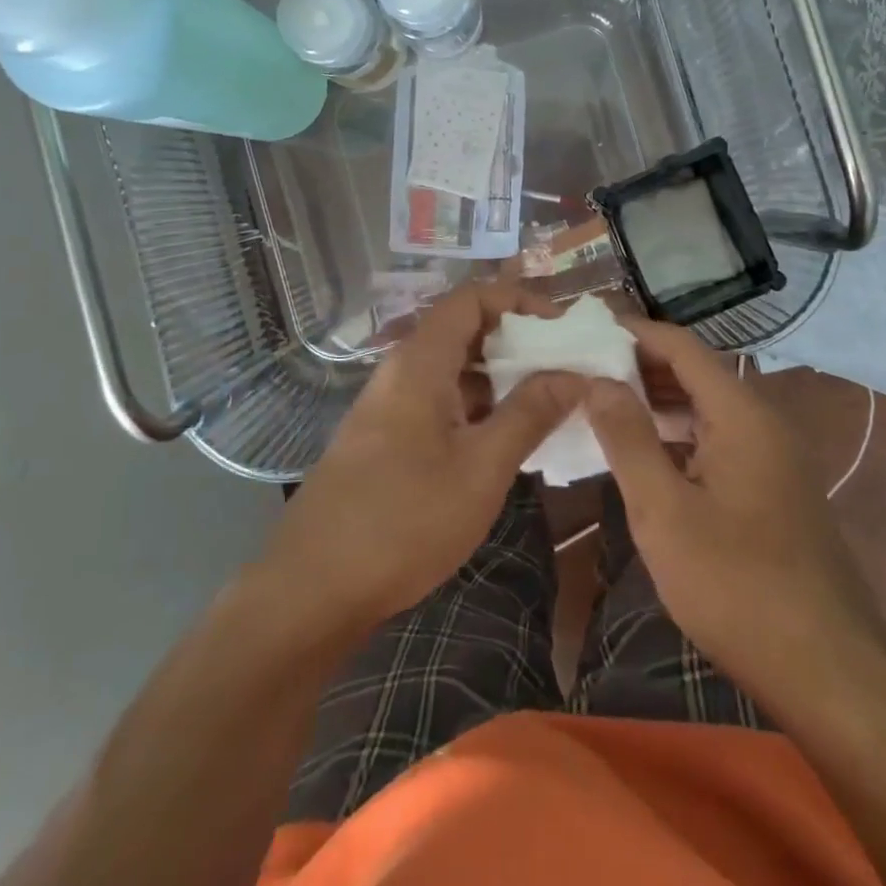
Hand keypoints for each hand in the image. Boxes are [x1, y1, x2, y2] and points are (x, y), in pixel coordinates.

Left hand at [259, 282, 582, 631]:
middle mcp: (401, 370)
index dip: (519, 301)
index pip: (472, 298)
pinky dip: (476, 406)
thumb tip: (574, 373)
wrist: (312, 588)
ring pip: (452, 369)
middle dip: (516, 340)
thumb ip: (530, 414)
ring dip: (499, 377)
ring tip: (546, 404)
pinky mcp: (385, 437)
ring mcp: (389, 405)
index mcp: (421, 361)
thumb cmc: (403, 520)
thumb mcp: (481, 468)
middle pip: (463, 329)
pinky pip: (439, 400)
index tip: (562, 329)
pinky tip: (504, 439)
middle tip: (564, 368)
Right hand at [583, 319, 885, 707]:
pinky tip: (645, 453)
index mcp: (741, 414)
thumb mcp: (664, 512)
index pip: (681, 346)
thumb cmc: (737, 586)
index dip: (633, 332)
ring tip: (603, 403)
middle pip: (696, 371)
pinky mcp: (773, 489)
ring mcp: (773, 457)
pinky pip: (718, 439)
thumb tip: (597, 380)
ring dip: (658, 400)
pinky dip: (679, 433)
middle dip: (640, 364)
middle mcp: (763, 422)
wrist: (830, 673)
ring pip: (707, 407)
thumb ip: (627, 438)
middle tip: (584, 367)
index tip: (585, 330)